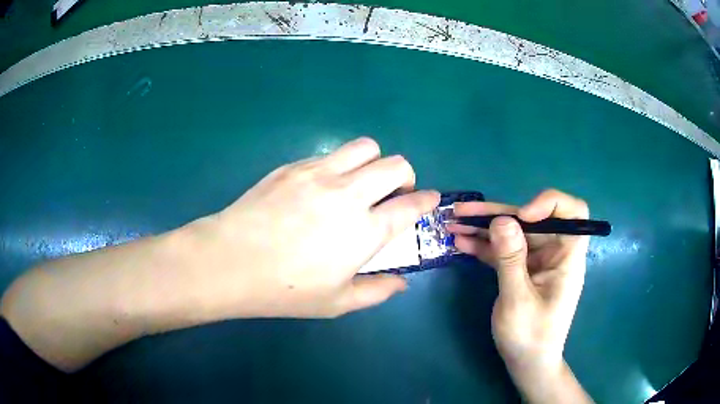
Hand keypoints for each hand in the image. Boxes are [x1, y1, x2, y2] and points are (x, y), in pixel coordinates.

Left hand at [182, 137, 439, 318]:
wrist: (231, 261)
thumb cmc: (284, 289)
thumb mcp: (336, 303)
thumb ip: (376, 292)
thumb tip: (402, 282)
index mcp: (364, 231)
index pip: (410, 206)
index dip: (426, 201)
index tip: (430, 200)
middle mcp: (348, 194)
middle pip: (395, 165)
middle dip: (406, 176)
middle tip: (395, 192)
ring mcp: (319, 174)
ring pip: (365, 147)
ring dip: (374, 161)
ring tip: (361, 181)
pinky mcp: (294, 166)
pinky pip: (330, 153)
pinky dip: (340, 165)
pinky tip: (324, 185)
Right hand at [448, 190, 591, 402]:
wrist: (527, 363)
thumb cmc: (530, 336)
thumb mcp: (518, 300)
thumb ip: (511, 259)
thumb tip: (501, 220)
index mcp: (567, 256)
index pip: (573, 212)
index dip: (550, 204)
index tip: (522, 215)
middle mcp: (554, 252)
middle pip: (530, 221)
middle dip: (497, 214)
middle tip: (462, 211)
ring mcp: (536, 261)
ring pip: (512, 234)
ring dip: (484, 228)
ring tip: (453, 222)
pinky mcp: (521, 270)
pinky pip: (503, 251)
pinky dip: (484, 246)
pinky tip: (461, 242)